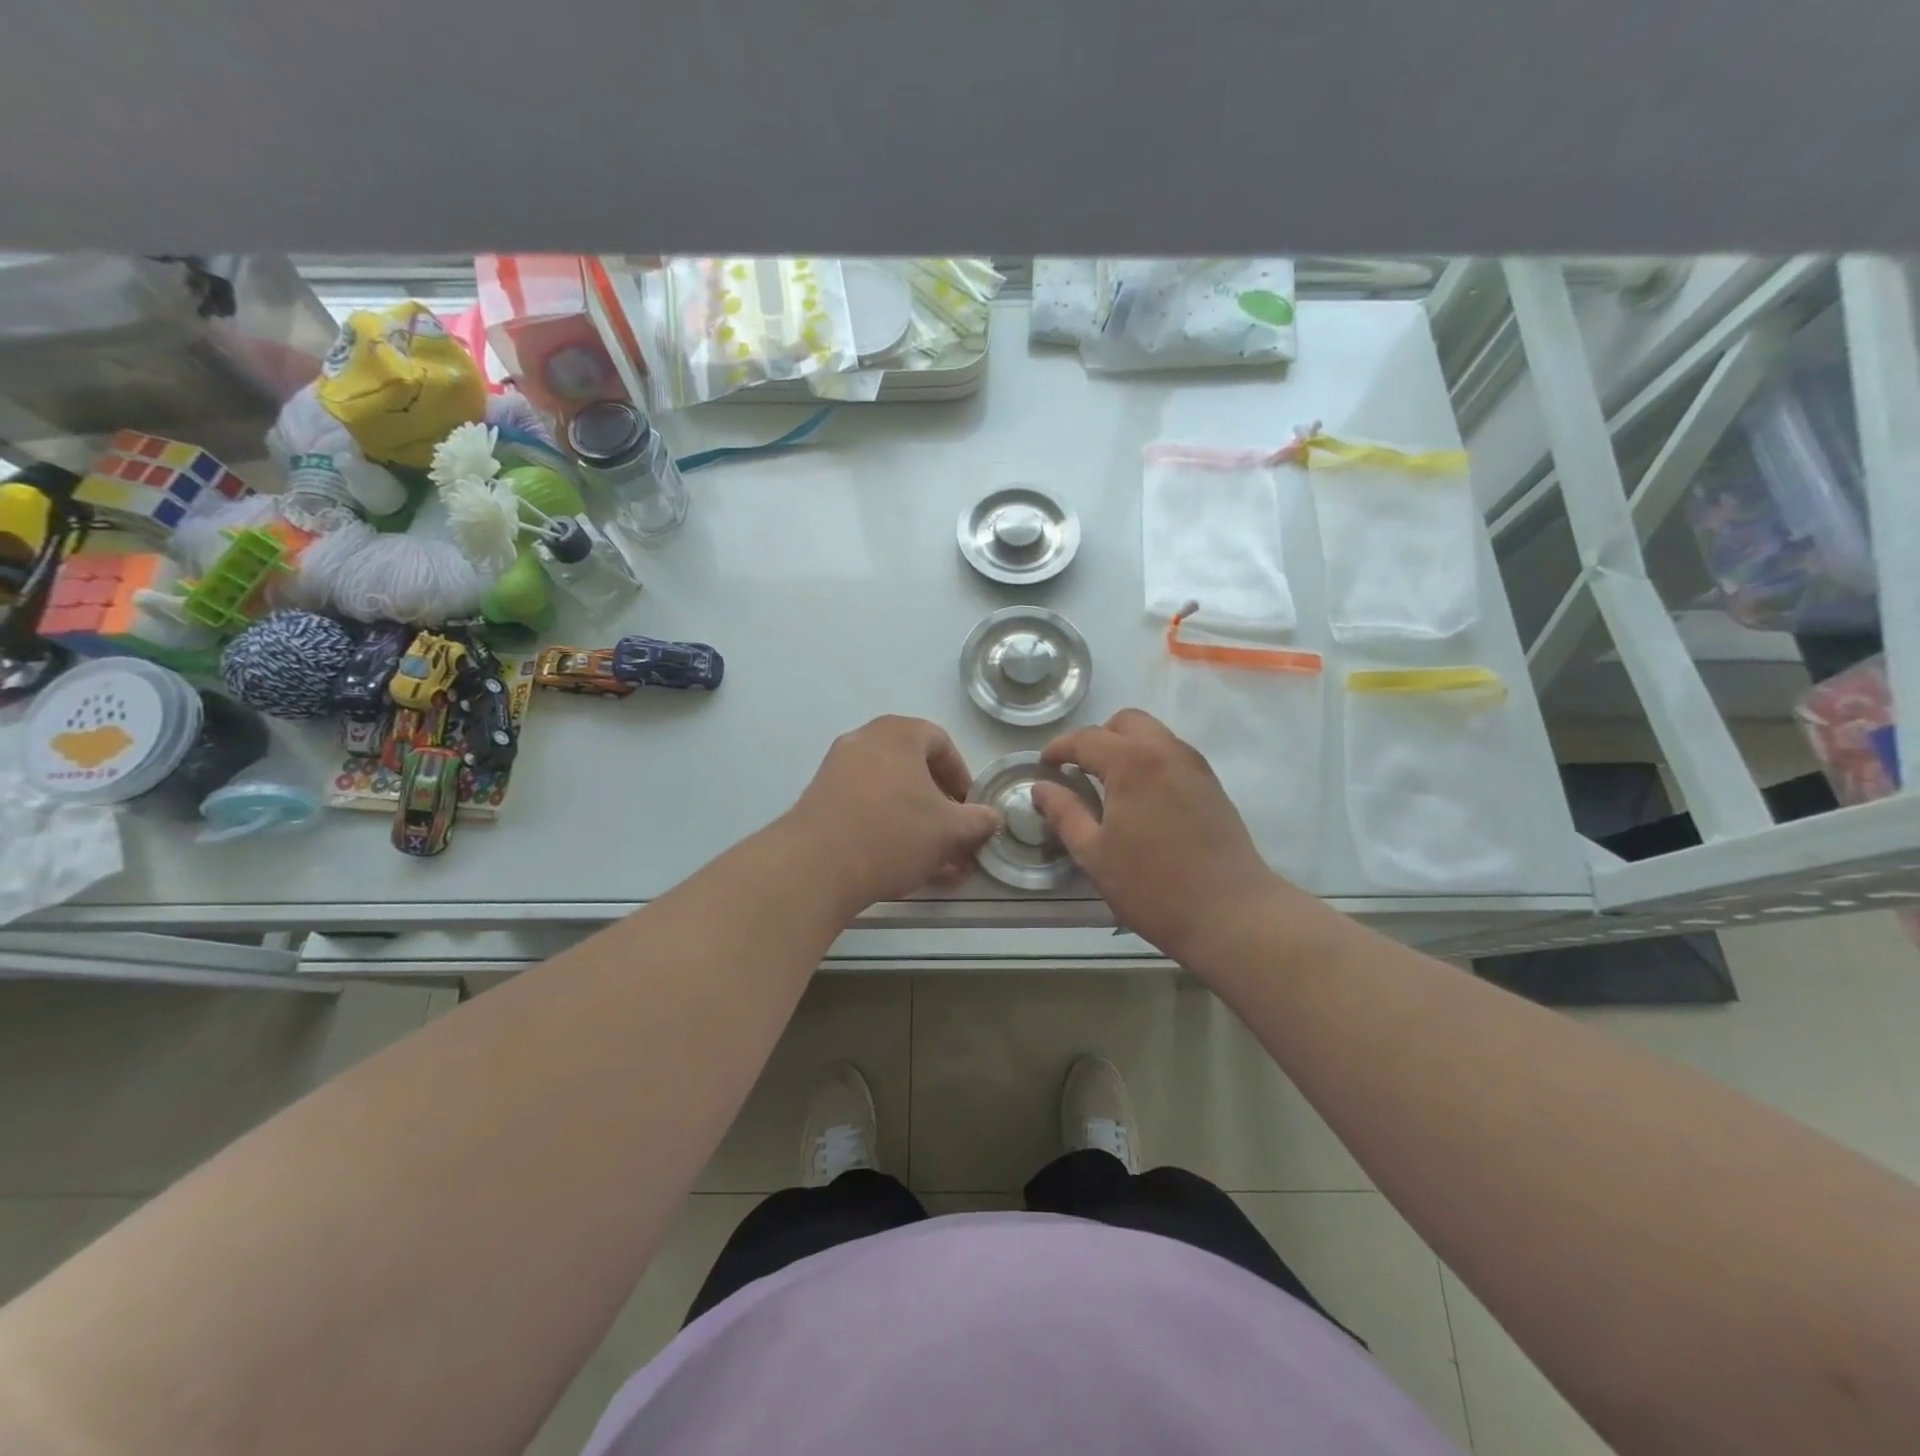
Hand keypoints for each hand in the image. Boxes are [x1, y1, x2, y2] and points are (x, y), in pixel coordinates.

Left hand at [785, 716, 1000, 911]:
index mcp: (897, 734)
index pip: (941, 743)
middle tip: (955, 838)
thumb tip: (990, 818)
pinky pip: (866, 811)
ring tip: (938, 866)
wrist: (817, 865)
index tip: (970, 809)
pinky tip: (907, 870)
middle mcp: (864, 742)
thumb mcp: (949, 830)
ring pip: (891, 797)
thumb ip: (977, 821)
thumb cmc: (893, 832)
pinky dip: (889, 833)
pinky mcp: (820, 803)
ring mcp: (837, 772)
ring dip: (918, 827)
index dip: (962, 778)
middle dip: (940, 809)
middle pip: (914, 771)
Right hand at [1033, 708, 1281, 960]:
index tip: (1044, 765)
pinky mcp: (1212, 784)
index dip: (1059, 748)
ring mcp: (1195, 765)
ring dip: (1126, 746)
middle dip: (1098, 737)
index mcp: (1132, 762)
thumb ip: (1065, 813)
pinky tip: (1141, 798)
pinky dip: (1149, 760)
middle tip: (1080, 770)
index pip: (1087, 738)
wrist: (1231, 912)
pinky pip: (1172, 754)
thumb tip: (1041, 788)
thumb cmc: (1152, 886)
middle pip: (1126, 722)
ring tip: (1109, 784)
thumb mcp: (1094, 854)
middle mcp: (1166, 751)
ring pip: (1153, 734)